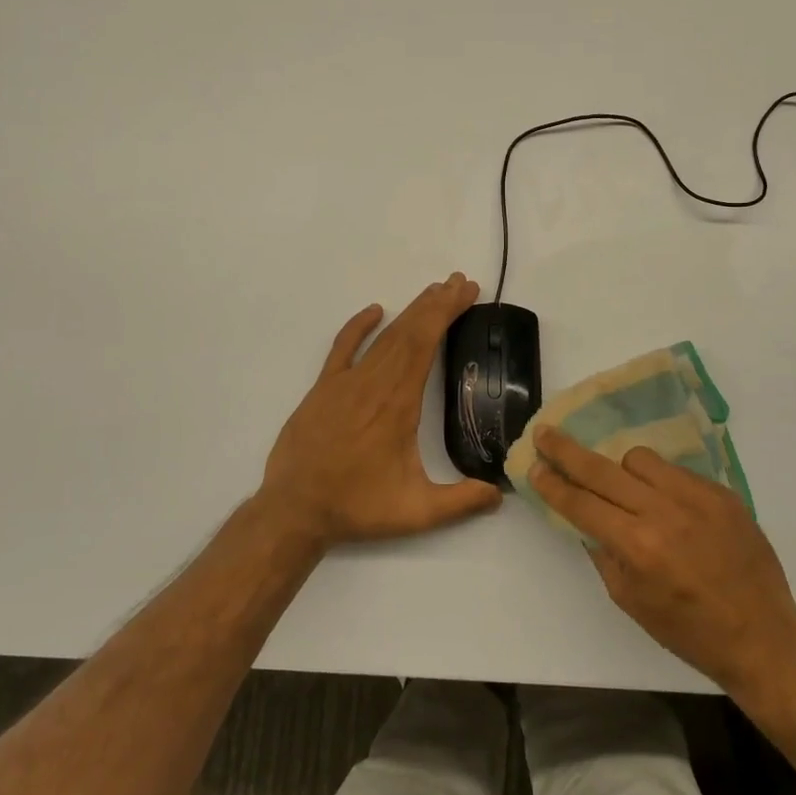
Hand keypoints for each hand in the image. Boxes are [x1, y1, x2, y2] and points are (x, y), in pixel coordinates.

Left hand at [258, 273, 501, 549]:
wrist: (295, 509)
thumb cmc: (357, 507)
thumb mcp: (415, 512)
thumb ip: (460, 502)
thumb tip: (501, 492)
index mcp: (399, 404)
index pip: (425, 344)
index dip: (446, 314)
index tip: (465, 293)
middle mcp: (374, 383)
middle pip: (409, 332)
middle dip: (436, 304)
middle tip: (460, 282)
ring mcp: (346, 382)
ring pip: (383, 337)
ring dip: (410, 312)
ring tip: (433, 292)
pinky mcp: (324, 388)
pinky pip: (342, 347)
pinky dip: (358, 326)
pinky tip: (374, 310)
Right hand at [528, 427, 795, 697]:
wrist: (763, 636)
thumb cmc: (690, 631)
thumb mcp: (632, 602)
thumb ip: (604, 554)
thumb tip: (587, 520)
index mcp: (637, 546)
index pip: (581, 504)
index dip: (553, 484)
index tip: (534, 465)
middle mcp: (663, 513)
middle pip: (602, 469)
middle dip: (567, 451)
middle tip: (545, 434)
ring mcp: (696, 497)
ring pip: (640, 460)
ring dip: (622, 470)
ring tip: (626, 490)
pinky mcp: (721, 493)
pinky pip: (676, 471)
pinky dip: (661, 482)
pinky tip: (668, 504)